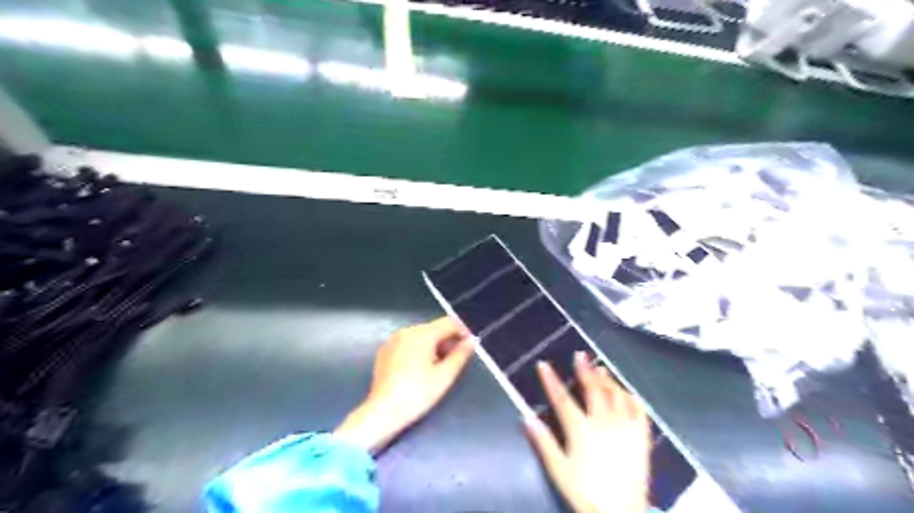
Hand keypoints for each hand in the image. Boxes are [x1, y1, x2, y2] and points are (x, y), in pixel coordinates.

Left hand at [335, 316, 471, 451]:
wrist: (383, 411)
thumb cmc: (417, 394)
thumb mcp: (445, 376)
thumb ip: (460, 355)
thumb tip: (471, 340)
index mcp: (423, 333)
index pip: (449, 322)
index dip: (463, 332)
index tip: (469, 347)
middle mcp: (407, 330)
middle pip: (434, 328)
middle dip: (447, 340)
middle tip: (454, 361)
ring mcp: (393, 339)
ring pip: (421, 335)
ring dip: (433, 345)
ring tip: (437, 367)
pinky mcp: (385, 350)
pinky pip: (408, 343)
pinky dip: (417, 350)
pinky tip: (419, 369)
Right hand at [525, 353, 652, 512]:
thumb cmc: (585, 493)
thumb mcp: (559, 472)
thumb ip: (544, 443)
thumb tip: (526, 418)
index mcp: (581, 431)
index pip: (562, 399)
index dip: (551, 381)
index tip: (543, 364)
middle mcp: (603, 424)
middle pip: (593, 391)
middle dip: (584, 371)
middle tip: (580, 355)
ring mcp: (625, 429)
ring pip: (616, 396)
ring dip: (607, 379)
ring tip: (600, 367)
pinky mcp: (641, 438)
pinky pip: (639, 411)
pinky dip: (631, 398)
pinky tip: (626, 391)